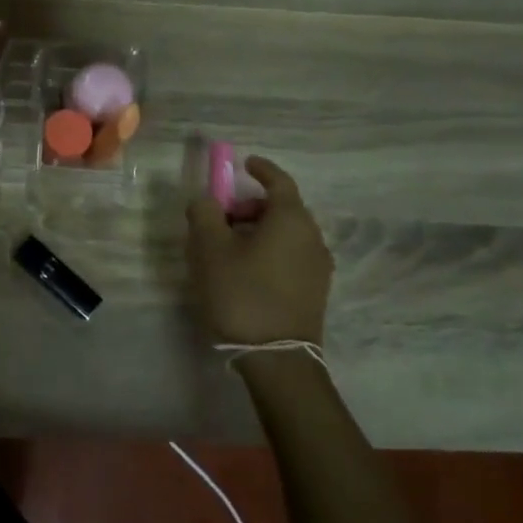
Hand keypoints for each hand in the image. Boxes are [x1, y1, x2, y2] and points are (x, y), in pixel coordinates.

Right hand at [185, 155, 332, 346]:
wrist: (275, 358)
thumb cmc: (240, 293)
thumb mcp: (208, 248)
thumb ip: (204, 213)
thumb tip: (207, 200)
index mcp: (291, 220)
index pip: (280, 181)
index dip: (261, 169)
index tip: (244, 164)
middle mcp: (312, 238)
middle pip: (281, 208)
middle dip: (250, 206)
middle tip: (219, 216)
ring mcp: (318, 267)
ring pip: (286, 234)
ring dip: (257, 231)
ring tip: (226, 248)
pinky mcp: (315, 292)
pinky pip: (290, 255)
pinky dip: (268, 250)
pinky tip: (244, 270)